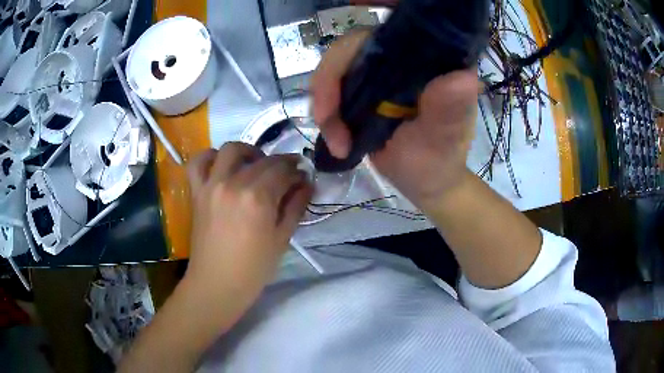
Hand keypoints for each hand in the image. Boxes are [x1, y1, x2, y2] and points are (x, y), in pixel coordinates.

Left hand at [185, 143, 312, 308]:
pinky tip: (221, 165)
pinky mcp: (197, 191)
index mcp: (258, 198)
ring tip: (255, 165)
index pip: (283, 171)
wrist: (216, 284)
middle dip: (280, 163)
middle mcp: (233, 183)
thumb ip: (296, 206)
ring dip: (248, 152)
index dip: (297, 171)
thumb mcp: (282, 239)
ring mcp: (212, 185)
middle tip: (287, 175)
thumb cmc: (253, 268)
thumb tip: (307, 183)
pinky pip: (198, 162)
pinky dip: (210, 157)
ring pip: (231, 149)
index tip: (303, 177)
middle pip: (262, 159)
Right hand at [311, 31, 478, 206]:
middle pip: (351, 49)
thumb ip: (449, 110)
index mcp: (431, 59)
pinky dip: (327, 113)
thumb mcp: (444, 138)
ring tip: (338, 144)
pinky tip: (336, 139)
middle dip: (330, 86)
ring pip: (337, 69)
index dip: (353, 53)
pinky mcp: (366, 87)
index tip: (339, 94)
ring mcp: (382, 70)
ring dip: (326, 105)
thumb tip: (462, 77)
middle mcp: (404, 56)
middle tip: (326, 123)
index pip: (387, 35)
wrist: (426, 181)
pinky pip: (334, 88)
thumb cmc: (440, 161)